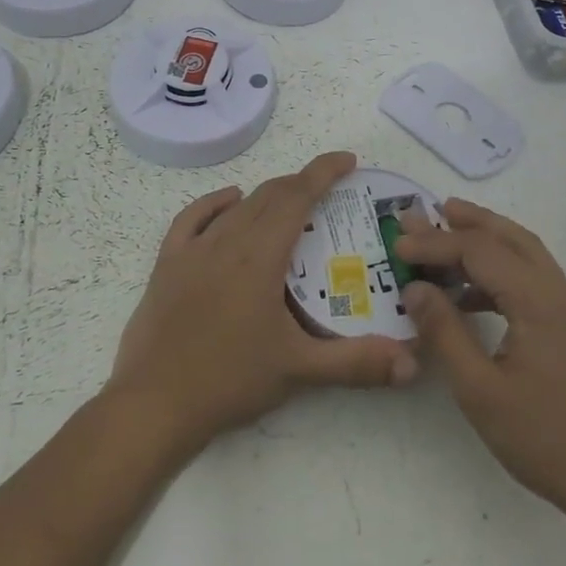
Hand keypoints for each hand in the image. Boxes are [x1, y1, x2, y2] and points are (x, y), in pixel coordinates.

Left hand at [109, 151, 418, 452]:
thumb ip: (357, 363)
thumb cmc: (229, 381)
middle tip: (330, 192)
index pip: (297, 197)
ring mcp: (193, 251)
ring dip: (268, 196)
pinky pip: (193, 218)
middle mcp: (227, 241)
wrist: (153, 405)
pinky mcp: (167, 265)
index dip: (324, 172)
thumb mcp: (300, 371)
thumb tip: (412, 363)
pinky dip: (216, 203)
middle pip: (270, 196)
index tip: (348, 160)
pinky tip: (230, 202)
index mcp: (260, 256)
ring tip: (291, 202)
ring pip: (237, 206)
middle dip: (302, 184)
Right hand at [396, 200, 565, 518]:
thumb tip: (415, 288)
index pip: (479, 251)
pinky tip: (476, 295)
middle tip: (430, 211)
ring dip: (488, 241)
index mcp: (538, 300)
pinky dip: (504, 271)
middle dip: (469, 221)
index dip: (436, 243)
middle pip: (510, 237)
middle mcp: (561, 290)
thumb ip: (445, 332)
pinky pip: (537, 279)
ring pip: (527, 254)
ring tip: (448, 240)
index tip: (398, 245)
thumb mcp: (479, 390)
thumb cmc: (543, 438)